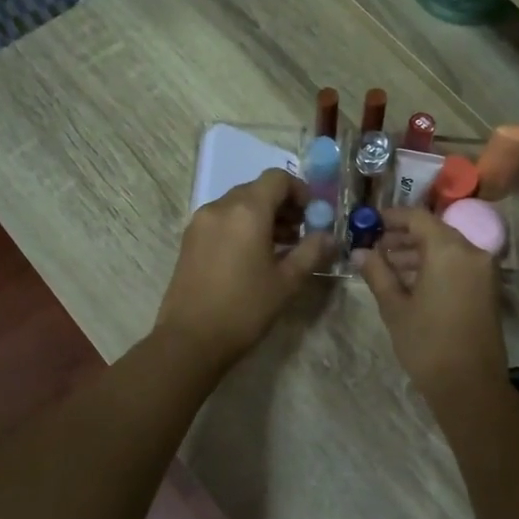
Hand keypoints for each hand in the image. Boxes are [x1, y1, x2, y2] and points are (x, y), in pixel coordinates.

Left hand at [155, 170, 332, 369]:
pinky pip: (222, 219)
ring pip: (238, 204)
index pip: (277, 178)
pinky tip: (253, 256)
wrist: (190, 340)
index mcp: (247, 210)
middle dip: (282, 205)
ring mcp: (201, 222)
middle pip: (257, 189)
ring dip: (262, 216)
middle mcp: (220, 207)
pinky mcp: (190, 239)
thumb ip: (311, 251)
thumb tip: (329, 236)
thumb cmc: (245, 308)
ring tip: (280, 247)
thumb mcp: (287, 281)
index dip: (300, 190)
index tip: (312, 215)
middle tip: (300, 233)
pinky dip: (241, 226)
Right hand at [355, 206, 507, 399]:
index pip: (417, 218)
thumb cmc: (427, 343)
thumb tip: (359, 252)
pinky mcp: (488, 288)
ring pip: (447, 249)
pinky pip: (458, 264)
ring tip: (386, 266)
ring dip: (418, 253)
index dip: (391, 217)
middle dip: (403, 237)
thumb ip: (377, 273)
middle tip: (374, 247)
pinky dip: (435, 266)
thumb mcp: (395, 307)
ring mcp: (484, 271)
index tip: (369, 223)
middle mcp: (472, 252)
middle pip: (434, 231)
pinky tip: (410, 281)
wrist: (470, 386)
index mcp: (449, 250)